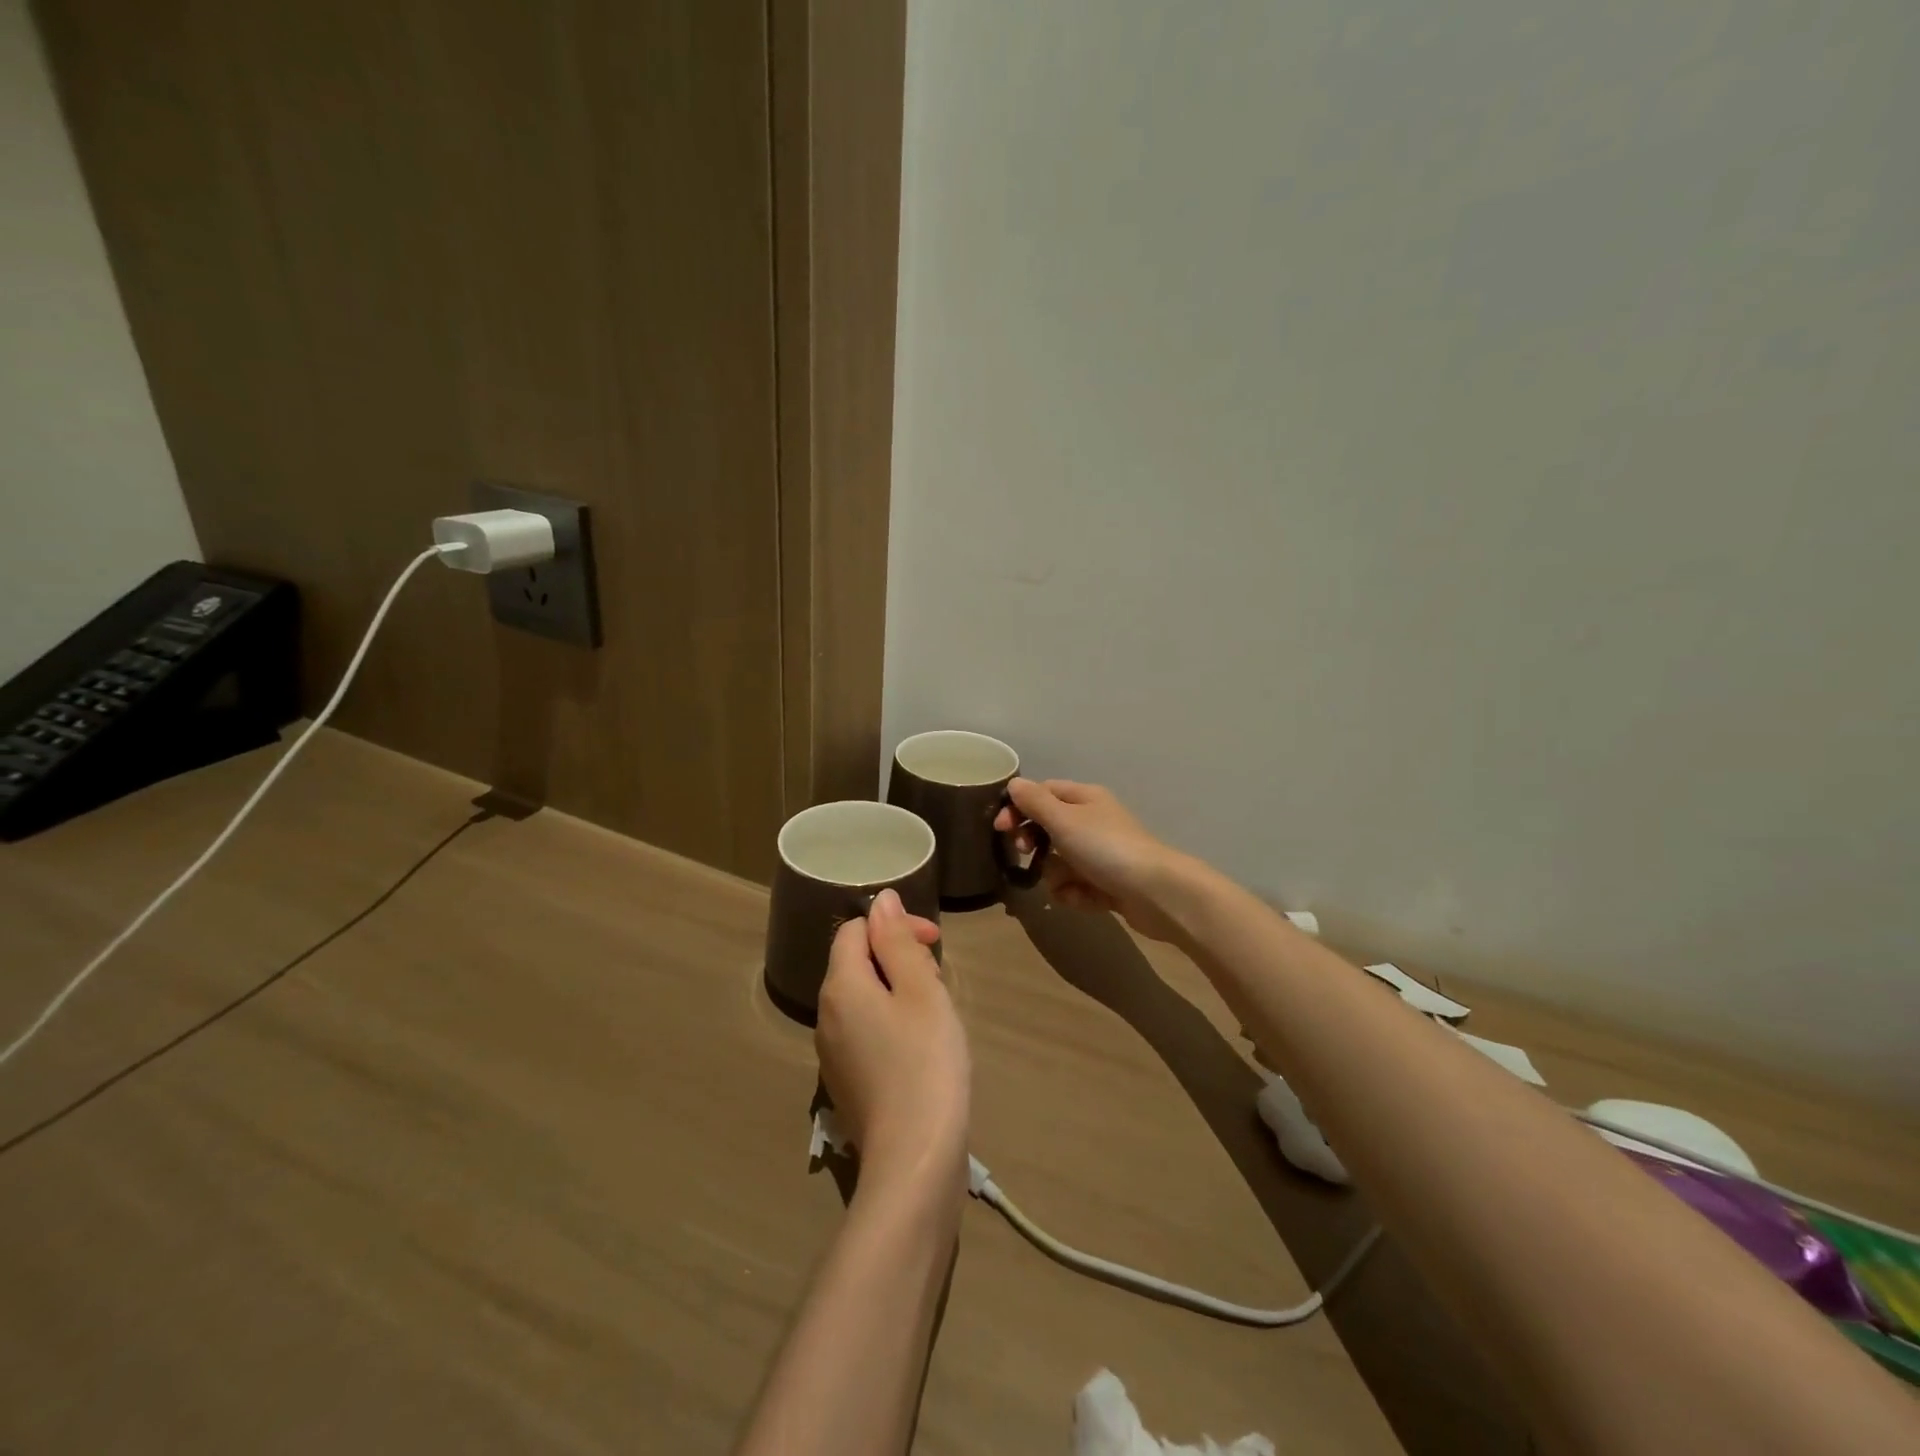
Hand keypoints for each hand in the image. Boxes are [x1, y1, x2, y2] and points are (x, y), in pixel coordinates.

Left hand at [816, 889, 969, 1199]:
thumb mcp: (921, 991)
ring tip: (935, 1014)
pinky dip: (891, 1023)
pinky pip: (865, 1030)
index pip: (855, 929)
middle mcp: (825, 1015)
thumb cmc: (925, 1063)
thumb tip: (881, 900)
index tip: (934, 944)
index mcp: (840, 986)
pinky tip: (921, 1048)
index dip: (895, 926)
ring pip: (863, 998)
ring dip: (898, 990)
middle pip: (856, 962)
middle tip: (939, 981)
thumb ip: (897, 941)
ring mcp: (832, 1053)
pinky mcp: (846, 1082)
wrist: (914, 1163)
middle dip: (898, 958)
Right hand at [994, 778, 1188, 941]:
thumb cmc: (1106, 848)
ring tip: (1066, 884)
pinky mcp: (1108, 884)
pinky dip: (1076, 894)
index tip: (1000, 828)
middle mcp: (1093, 822)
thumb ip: (1035, 802)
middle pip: (1049, 829)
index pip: (1043, 793)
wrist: (1156, 892)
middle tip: (1026, 854)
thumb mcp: (1064, 820)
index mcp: (1085, 799)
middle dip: (1035, 844)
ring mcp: (1102, 855)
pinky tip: (1084, 899)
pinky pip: (1077, 886)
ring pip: (1060, 862)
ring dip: (1056, 876)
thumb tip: (1014, 784)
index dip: (1018, 807)